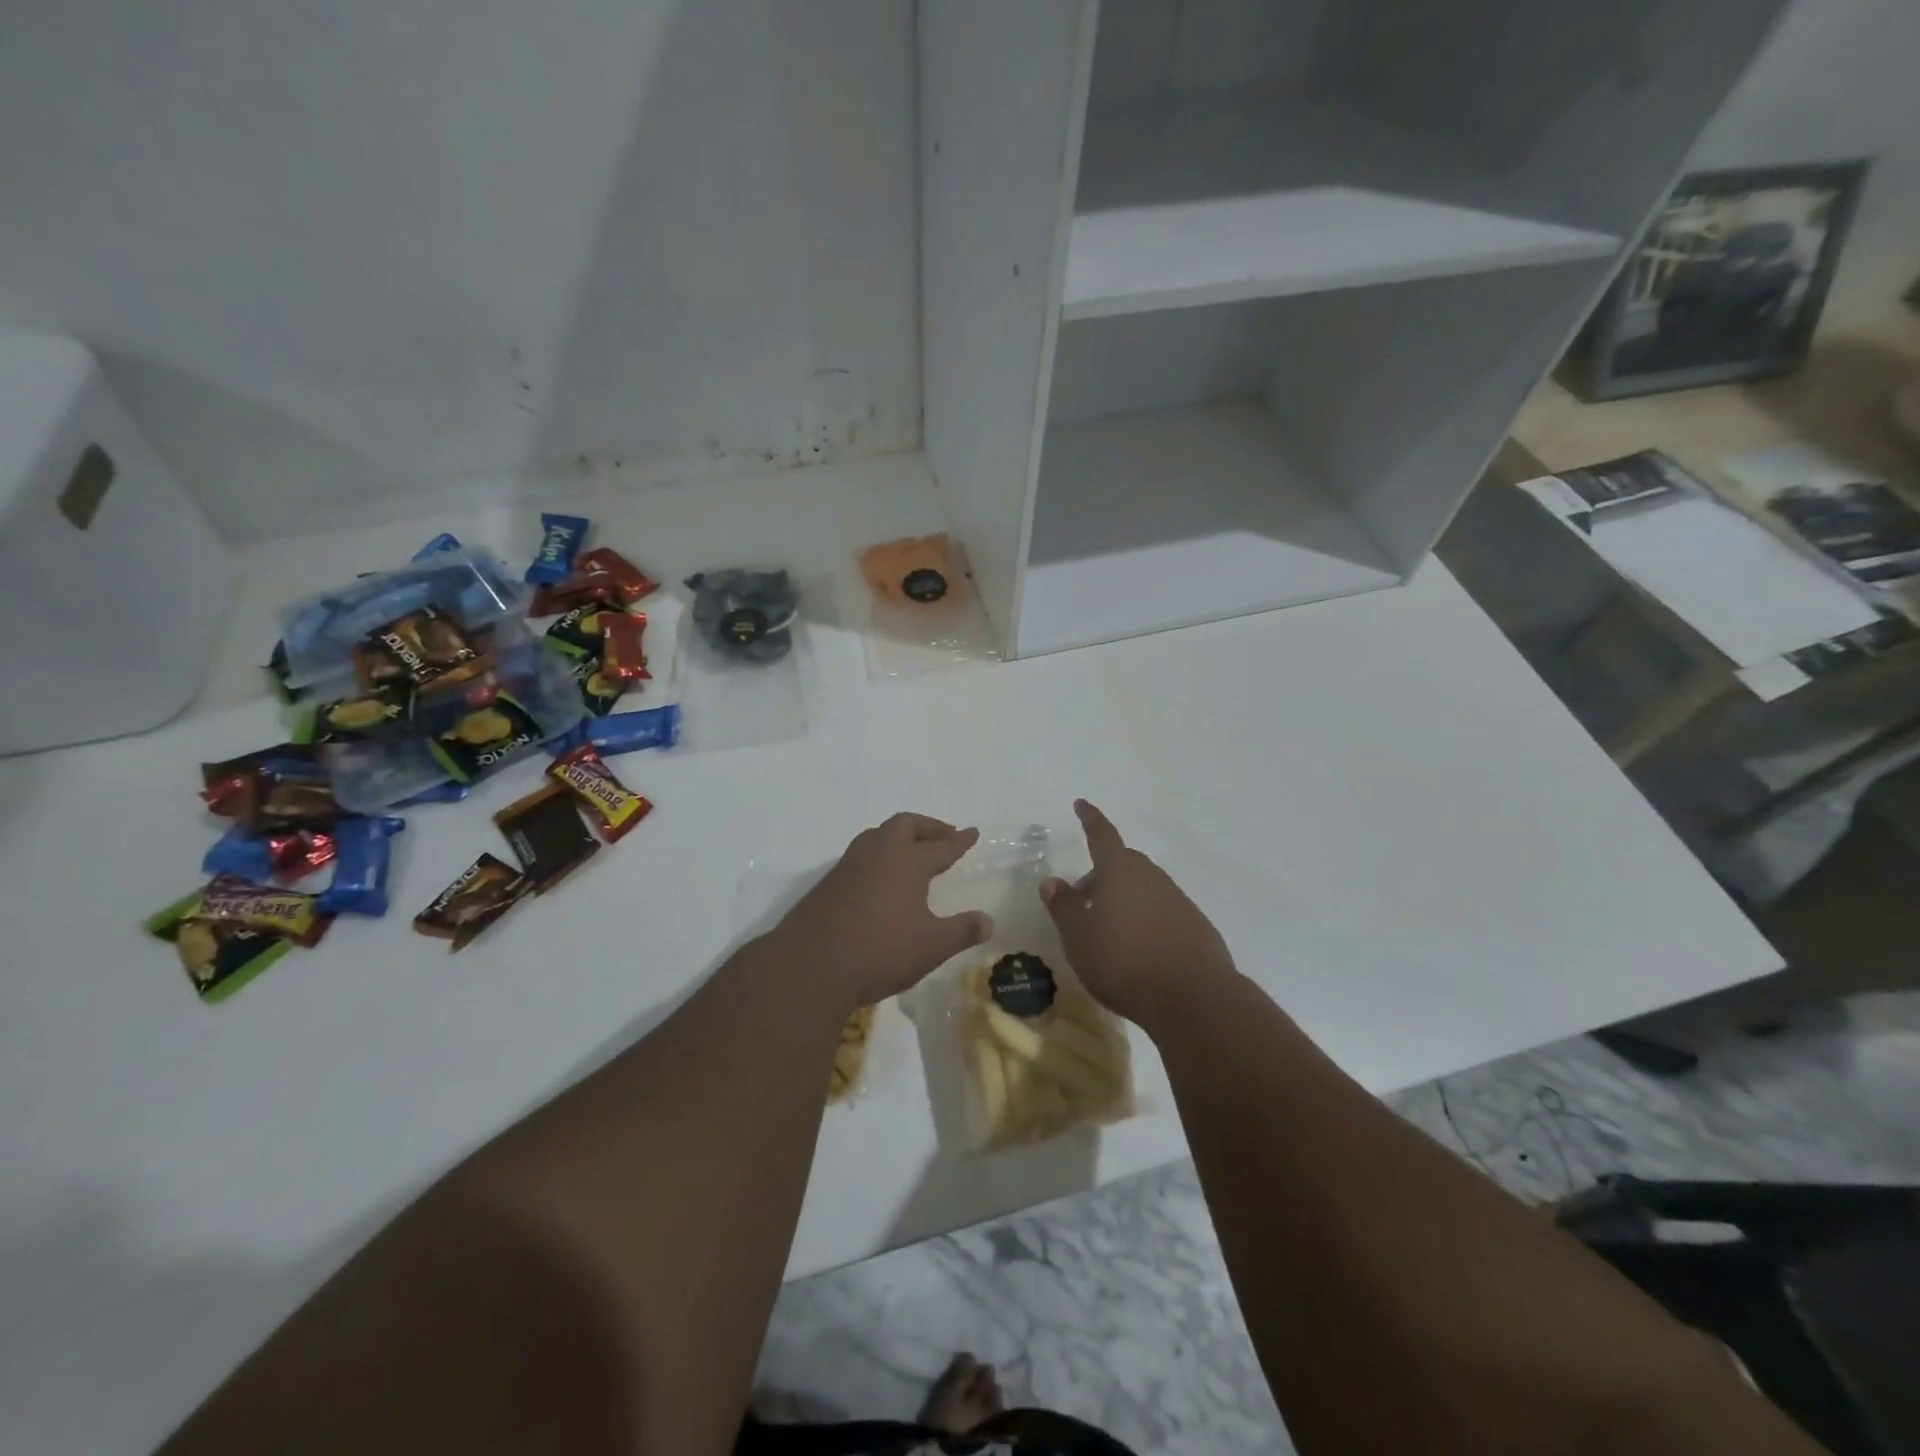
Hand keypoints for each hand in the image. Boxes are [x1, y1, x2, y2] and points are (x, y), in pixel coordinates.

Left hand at [773, 813, 992, 1011]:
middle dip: (929, 827)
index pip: (941, 845)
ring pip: (879, 835)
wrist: (808, 967)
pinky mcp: (830, 882)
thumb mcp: (931, 946)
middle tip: (946, 837)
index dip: (959, 840)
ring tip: (915, 852)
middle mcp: (878, 853)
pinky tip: (883, 878)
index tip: (972, 833)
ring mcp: (849, 865)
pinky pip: (862, 854)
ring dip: (901, 837)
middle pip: (906, 825)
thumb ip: (961, 931)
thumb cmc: (879, 952)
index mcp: (906, 861)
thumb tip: (988, 921)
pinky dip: (881, 854)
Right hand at [1041, 801, 1236, 1025]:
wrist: (1194, 998)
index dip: (1090, 819)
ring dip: (1124, 898)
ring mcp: (1178, 900)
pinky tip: (1140, 949)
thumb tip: (1052, 881)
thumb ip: (1063, 906)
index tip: (1082, 804)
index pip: (1102, 836)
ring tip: (1109, 931)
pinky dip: (1146, 919)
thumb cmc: (1124, 962)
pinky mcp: (1195, 926)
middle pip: (1123, 863)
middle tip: (1083, 900)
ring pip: (1144, 887)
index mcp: (1120, 872)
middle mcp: (1151, 877)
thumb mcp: (1079, 938)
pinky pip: (1162, 910)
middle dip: (1101, 874)